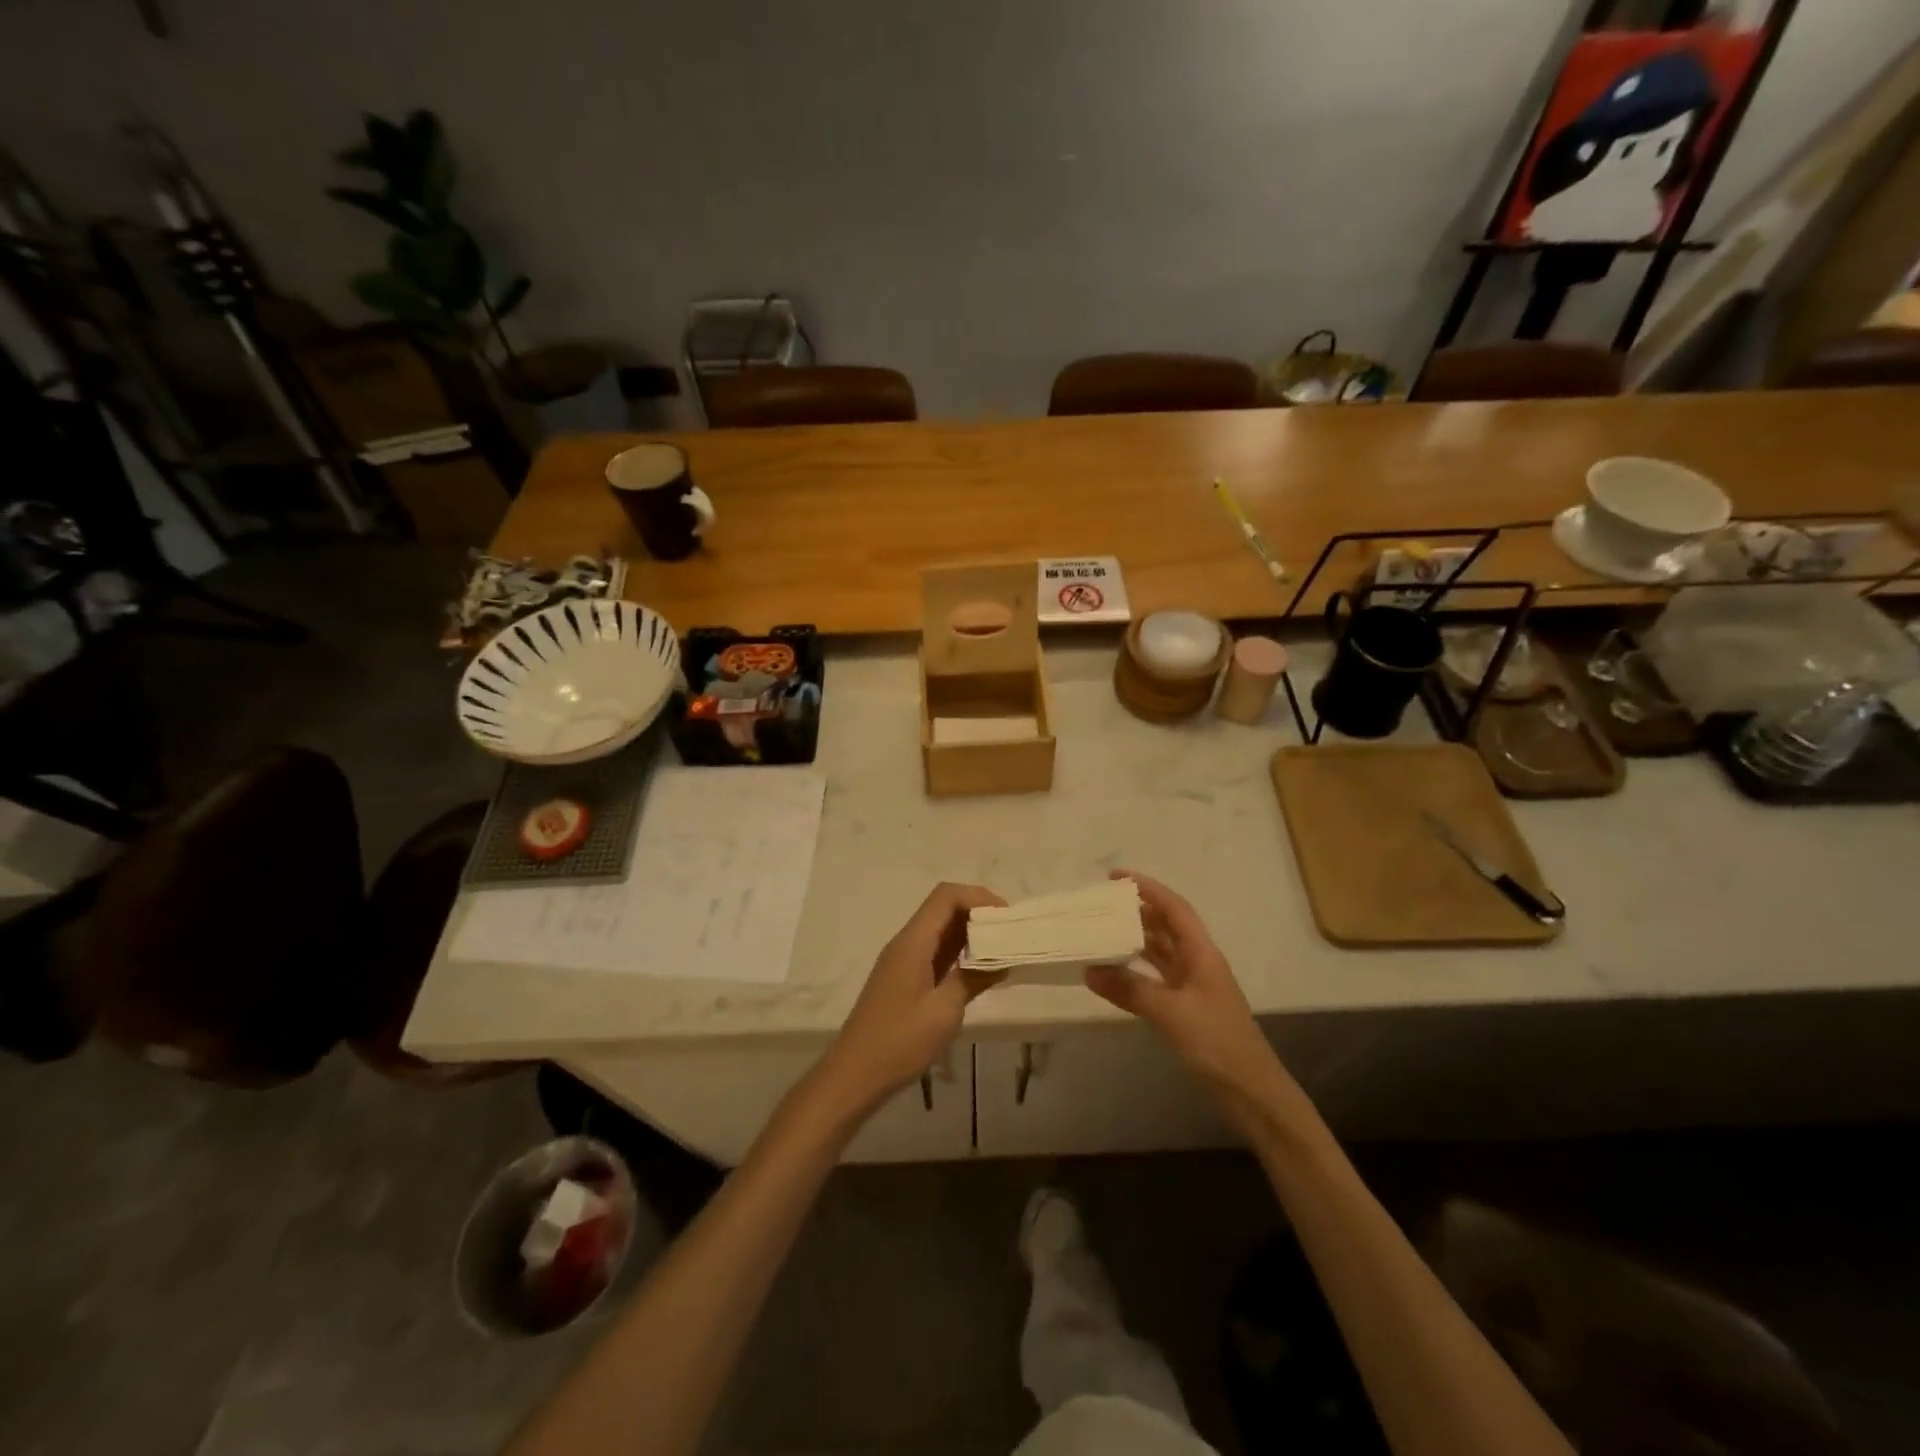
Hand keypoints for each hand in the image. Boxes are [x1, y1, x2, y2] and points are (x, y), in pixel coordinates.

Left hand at [812, 883, 1005, 1118]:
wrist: (854, 1076)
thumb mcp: (944, 1011)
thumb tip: (1001, 960)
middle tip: (1010, 934)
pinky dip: (959, 954)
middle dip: (978, 914)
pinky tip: (979, 971)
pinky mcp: (904, 980)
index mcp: (913, 942)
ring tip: (1002, 950)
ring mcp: (903, 961)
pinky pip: (935, 953)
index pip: (946, 896)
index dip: (979, 897)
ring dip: (970, 934)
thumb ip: (973, 978)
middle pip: (943, 909)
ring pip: (940, 931)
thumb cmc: (899, 1042)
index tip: (1007, 918)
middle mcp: (906, 943)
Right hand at [1086, 871, 1290, 1127]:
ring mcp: (1192, 986)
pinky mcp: (1186, 1009)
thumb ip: (1129, 989)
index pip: (1174, 908)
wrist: (1251, 1092)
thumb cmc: (1216, 1042)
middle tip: (1101, 905)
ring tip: (1101, 931)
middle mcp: (1197, 963)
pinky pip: (1155, 978)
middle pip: (1166, 926)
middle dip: (1137, 911)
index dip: (1148, 888)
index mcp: (1201, 953)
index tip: (1117, 877)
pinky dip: (1135, 972)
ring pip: (1159, 952)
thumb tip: (1089, 970)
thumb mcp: (1170, 1012)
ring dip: (1134, 940)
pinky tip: (1114, 974)